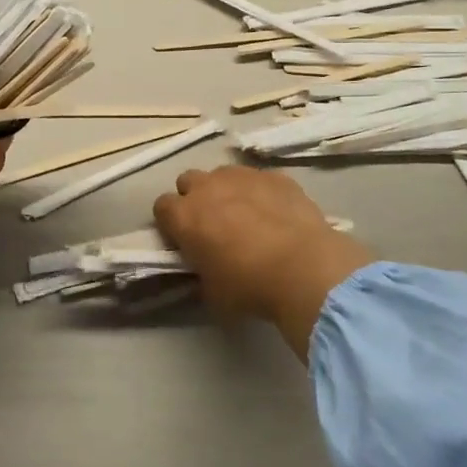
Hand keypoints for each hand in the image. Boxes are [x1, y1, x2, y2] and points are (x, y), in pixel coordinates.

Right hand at [153, 165, 372, 356]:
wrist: (305, 269)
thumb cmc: (250, 286)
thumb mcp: (212, 292)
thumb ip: (200, 272)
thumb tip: (205, 268)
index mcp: (184, 217)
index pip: (161, 207)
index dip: (171, 222)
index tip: (183, 238)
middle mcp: (207, 188)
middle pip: (188, 181)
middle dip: (196, 198)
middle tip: (212, 224)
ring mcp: (242, 177)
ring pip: (223, 174)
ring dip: (227, 191)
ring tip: (247, 215)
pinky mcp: (274, 176)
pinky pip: (258, 179)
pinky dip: (261, 192)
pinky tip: (276, 213)